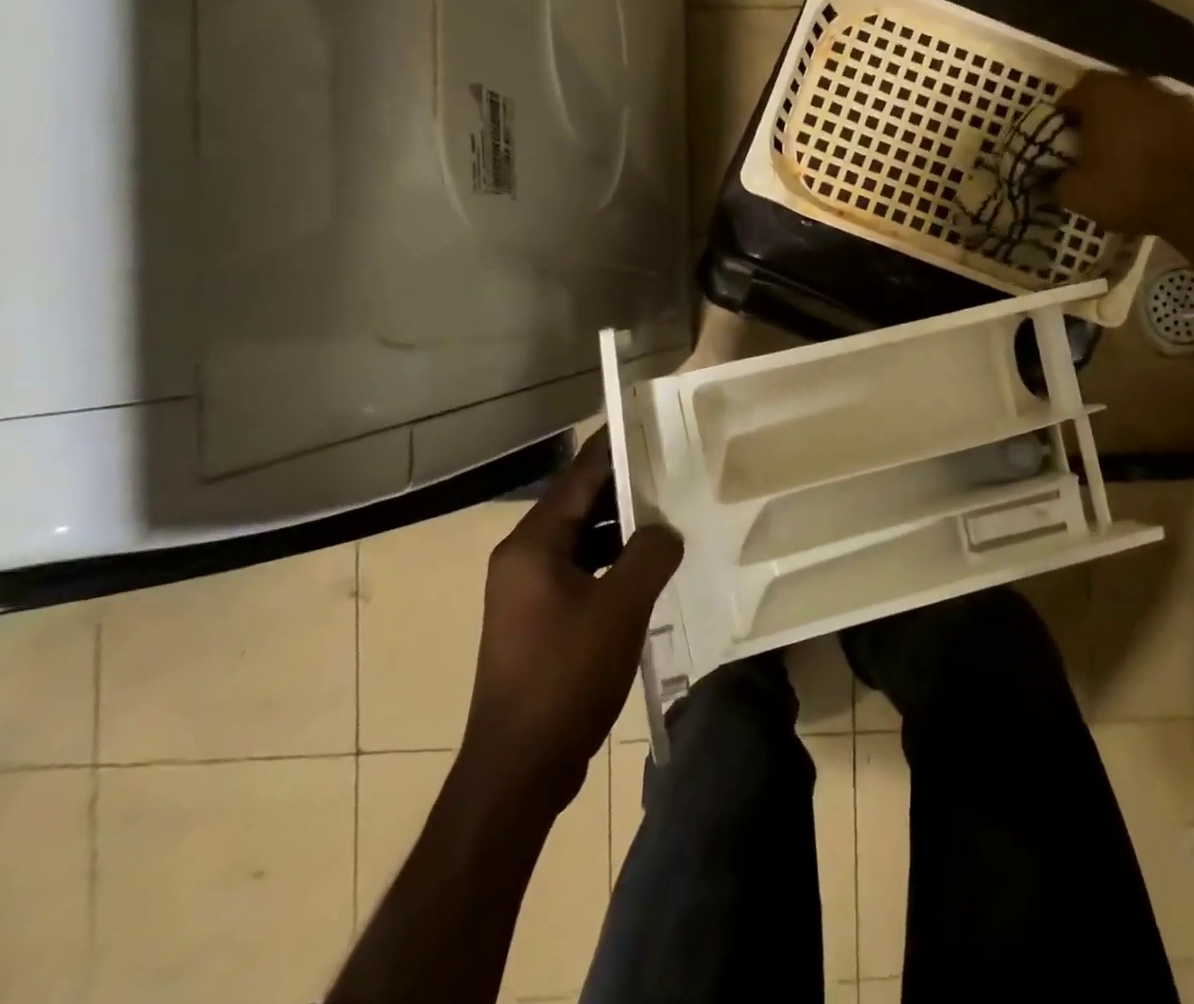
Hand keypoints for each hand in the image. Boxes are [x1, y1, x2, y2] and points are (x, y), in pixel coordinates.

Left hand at [460, 432, 682, 805]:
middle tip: (674, 467)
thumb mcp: (621, 607)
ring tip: (671, 512)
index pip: (578, 477)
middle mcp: (523, 558)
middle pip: (580, 505)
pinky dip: (613, 561)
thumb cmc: (566, 676)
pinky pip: (582, 571)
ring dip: (622, 528)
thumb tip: (667, 530)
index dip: (613, 448)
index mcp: (532, 545)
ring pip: (582, 540)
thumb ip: (650, 554)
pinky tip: (650, 567)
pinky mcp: (539, 620)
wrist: (519, 769)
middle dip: (625, 487)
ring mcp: (528, 592)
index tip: (646, 423)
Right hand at [1054, 73, 1193, 235]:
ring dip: (1125, 123)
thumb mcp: (1077, 194)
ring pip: (1136, 105)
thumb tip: (1054, 176)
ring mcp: (1171, 98)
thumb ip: (1057, 179)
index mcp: (1102, 96)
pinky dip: (1152, 134)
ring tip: (1121, 156)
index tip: (1059, 146)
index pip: (1069, 97)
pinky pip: (1162, 120)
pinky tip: (1151, 161)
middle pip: (1105, 95)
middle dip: (1093, 118)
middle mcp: (1137, 86)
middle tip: (1088, 149)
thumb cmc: (1130, 189)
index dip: (1060, 121)